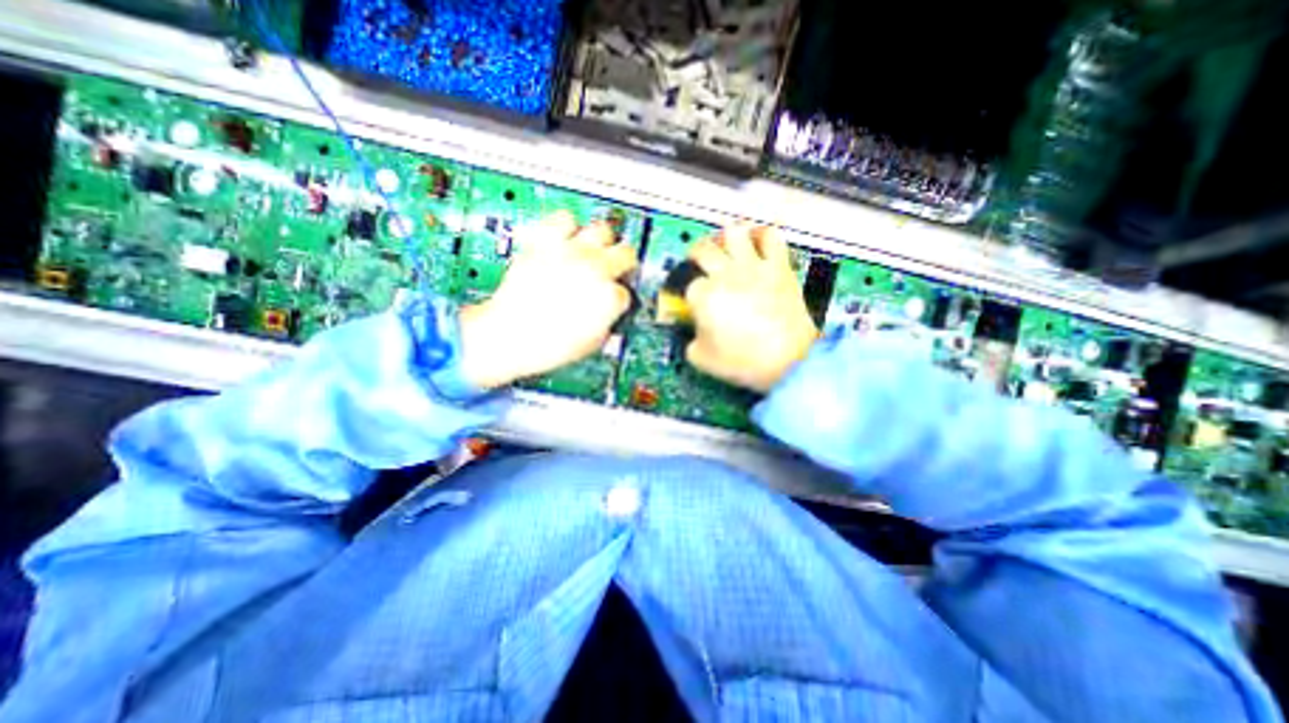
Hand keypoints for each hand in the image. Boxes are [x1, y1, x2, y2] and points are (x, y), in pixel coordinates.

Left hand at [460, 211, 636, 387]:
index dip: (618, 298)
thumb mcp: (592, 343)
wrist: (510, 336)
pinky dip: (567, 226)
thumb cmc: (548, 345)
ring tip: (592, 252)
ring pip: (602, 230)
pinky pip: (564, 218)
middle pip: (626, 253)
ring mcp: (571, 254)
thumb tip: (609, 312)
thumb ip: (607, 322)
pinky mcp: (547, 244)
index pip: (626, 291)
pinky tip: (565, 240)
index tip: (611, 301)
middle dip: (623, 264)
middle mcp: (596, 271)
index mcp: (609, 298)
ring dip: (601, 242)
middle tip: (615, 270)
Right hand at [685, 223, 813, 393]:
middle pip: (703, 249)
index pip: (688, 285)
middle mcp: (725, 274)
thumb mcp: (702, 359)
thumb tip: (694, 332)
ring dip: (725, 238)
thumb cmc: (744, 362)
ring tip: (725, 245)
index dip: (688, 294)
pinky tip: (757, 241)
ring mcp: (753, 267)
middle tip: (698, 261)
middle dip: (695, 255)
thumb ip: (690, 342)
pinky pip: (771, 237)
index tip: (692, 302)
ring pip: (733, 232)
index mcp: (704, 296)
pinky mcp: (778, 267)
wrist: (789, 361)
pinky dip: (762, 235)